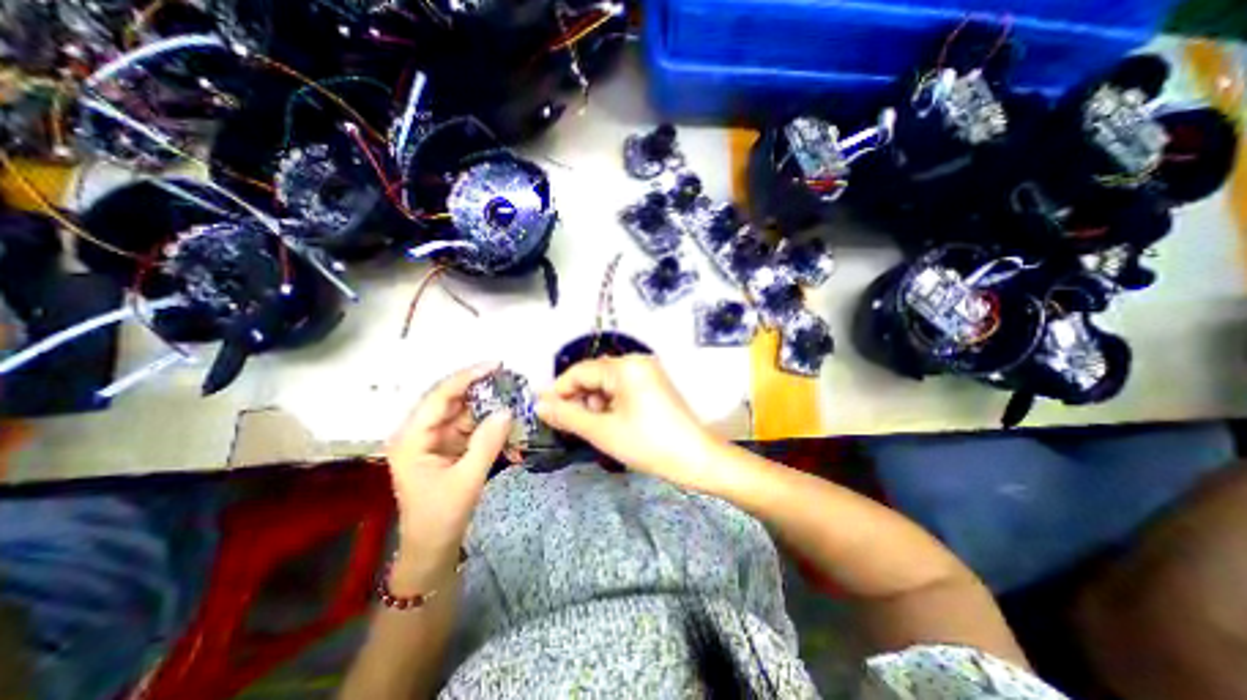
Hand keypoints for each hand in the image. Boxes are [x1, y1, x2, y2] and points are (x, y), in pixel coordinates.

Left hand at [385, 363, 511, 571]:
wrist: (433, 548)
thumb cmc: (441, 517)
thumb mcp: (467, 480)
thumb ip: (487, 443)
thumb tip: (507, 411)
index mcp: (412, 439)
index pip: (439, 397)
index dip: (467, 378)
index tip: (495, 365)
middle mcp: (421, 433)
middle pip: (451, 400)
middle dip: (480, 387)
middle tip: (509, 377)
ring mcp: (436, 439)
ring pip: (464, 411)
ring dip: (488, 404)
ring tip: (513, 394)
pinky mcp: (449, 447)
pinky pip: (471, 426)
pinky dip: (489, 422)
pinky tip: (507, 418)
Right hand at [531, 355, 714, 486]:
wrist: (696, 458)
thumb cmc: (647, 444)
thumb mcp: (602, 431)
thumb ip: (567, 416)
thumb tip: (538, 405)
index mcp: (625, 366)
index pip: (580, 371)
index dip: (559, 390)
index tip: (543, 411)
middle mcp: (637, 361)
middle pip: (595, 375)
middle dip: (579, 398)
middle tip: (571, 425)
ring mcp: (648, 371)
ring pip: (608, 382)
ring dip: (595, 402)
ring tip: (596, 427)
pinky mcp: (655, 383)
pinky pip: (623, 387)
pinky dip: (611, 402)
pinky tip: (612, 422)